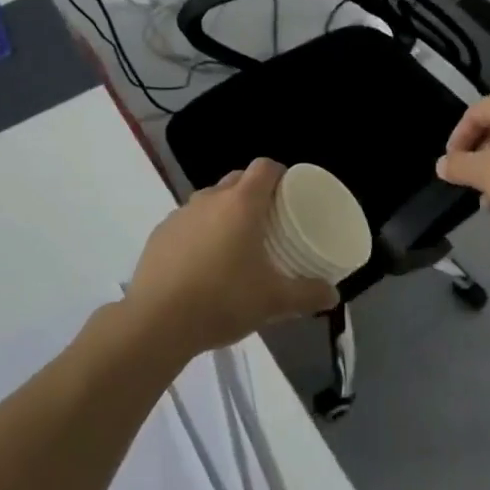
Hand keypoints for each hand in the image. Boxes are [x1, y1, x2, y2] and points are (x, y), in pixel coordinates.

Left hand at [125, 159, 339, 357]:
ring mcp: (180, 215)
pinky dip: (199, 232)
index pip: (264, 167)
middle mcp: (210, 199)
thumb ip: (307, 295)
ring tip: (234, 244)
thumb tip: (333, 295)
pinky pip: (187, 222)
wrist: (156, 322)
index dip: (279, 174)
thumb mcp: (273, 301)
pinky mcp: (159, 234)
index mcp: (241, 204)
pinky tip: (202, 264)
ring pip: (209, 200)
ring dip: (224, 212)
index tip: (289, 193)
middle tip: (268, 221)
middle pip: (237, 180)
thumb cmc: (222, 301)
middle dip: (254, 192)